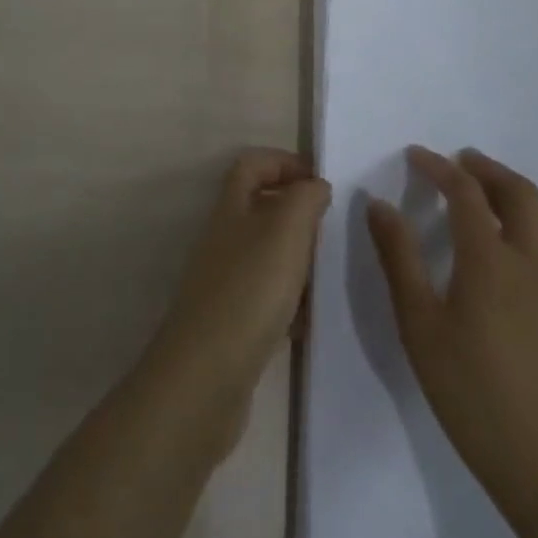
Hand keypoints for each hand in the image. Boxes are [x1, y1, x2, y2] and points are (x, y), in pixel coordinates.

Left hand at [149, 148, 332, 403]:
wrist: (207, 376)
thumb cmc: (249, 290)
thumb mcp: (285, 231)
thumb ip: (304, 199)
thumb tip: (315, 184)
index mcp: (232, 207)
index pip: (253, 164)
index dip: (284, 162)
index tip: (321, 180)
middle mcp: (224, 237)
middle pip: (261, 207)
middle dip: (297, 213)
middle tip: (331, 231)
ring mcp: (225, 280)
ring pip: (267, 253)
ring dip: (297, 259)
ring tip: (327, 275)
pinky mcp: (232, 321)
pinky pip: (268, 297)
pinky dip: (291, 302)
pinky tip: (309, 321)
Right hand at [366, 146, 537, 527]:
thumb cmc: (475, 397)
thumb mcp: (420, 328)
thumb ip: (399, 259)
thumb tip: (379, 204)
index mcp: (489, 259)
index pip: (465, 191)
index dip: (439, 166)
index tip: (414, 154)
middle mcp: (529, 264)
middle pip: (518, 192)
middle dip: (486, 168)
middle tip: (458, 161)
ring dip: (512, 196)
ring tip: (483, 201)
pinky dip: (530, 229)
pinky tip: (510, 258)